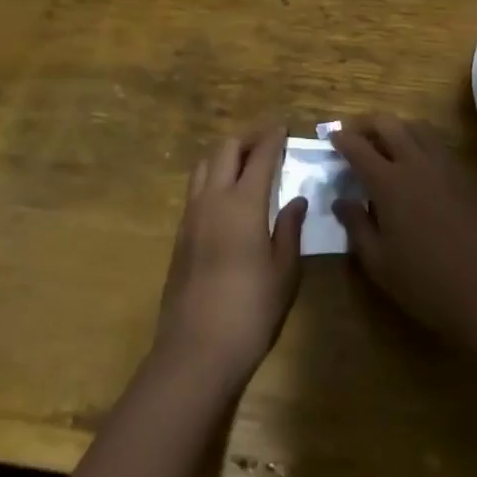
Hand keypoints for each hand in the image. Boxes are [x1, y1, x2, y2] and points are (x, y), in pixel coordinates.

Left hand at [154, 131, 305, 390]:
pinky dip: (212, 176)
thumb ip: (290, 229)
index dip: (273, 137)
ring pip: (204, 165)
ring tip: (244, 161)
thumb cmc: (250, 311)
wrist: (195, 351)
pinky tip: (226, 193)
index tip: (284, 126)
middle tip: (267, 140)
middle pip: (225, 149)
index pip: (260, 156)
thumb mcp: (284, 272)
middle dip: (247, 138)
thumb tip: (296, 200)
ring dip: (225, 154)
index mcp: (243, 203)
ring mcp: (191, 215)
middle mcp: (213, 199)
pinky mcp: (180, 234)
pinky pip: (195, 188)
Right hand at [332, 115, 476, 365]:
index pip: (358, 147)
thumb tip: (341, 200)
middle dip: (367, 123)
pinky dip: (421, 142)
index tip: (331, 138)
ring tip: (386, 144)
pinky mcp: (468, 174)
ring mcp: (446, 165)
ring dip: (397, 127)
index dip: (341, 139)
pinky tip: (419, 164)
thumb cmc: (428, 284)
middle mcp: (416, 162)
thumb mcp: (381, 264)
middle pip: (388, 123)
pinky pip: (438, 144)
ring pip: (417, 127)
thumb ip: (357, 227)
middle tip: (355, 136)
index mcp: (389, 182)